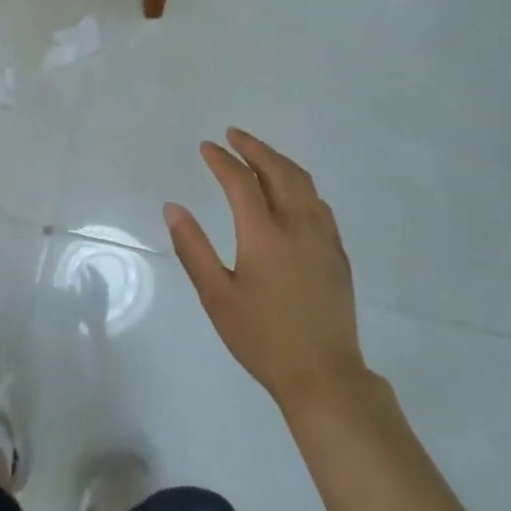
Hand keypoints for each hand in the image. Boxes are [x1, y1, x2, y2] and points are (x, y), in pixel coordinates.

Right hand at [164, 128, 366, 409]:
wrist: (323, 374)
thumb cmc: (261, 338)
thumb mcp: (216, 296)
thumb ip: (193, 248)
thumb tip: (173, 207)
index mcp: (264, 235)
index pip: (240, 181)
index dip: (221, 160)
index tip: (206, 147)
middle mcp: (298, 225)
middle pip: (278, 170)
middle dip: (254, 147)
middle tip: (233, 135)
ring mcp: (323, 237)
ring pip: (303, 182)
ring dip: (278, 161)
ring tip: (258, 154)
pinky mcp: (337, 252)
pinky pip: (318, 202)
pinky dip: (299, 184)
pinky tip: (290, 192)